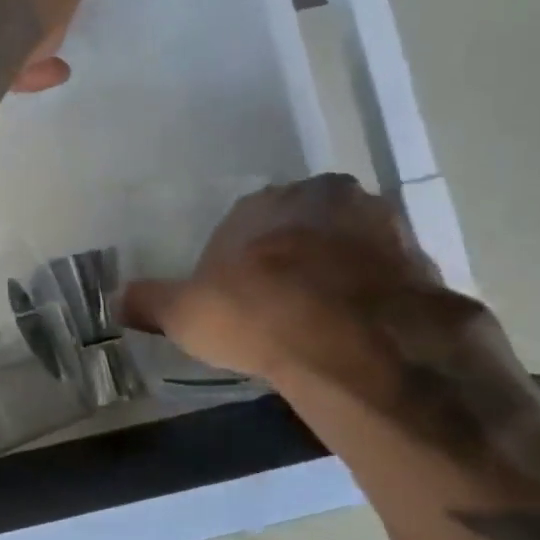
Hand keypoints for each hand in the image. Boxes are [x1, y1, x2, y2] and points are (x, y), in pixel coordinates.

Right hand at [120, 174, 474, 391]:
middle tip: (282, 304)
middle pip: (302, 225)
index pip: (245, 223)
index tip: (237, 295)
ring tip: (324, 320)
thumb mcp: (186, 315)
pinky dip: (375, 295)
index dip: (239, 260)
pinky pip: (388, 274)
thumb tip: (117, 299)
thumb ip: (152, 302)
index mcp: (263, 203)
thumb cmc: (257, 314)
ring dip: (338, 270)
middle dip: (292, 255)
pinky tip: (361, 330)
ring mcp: (380, 224)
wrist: (353, 341)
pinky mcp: (422, 258)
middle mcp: (323, 198)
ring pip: (350, 244)